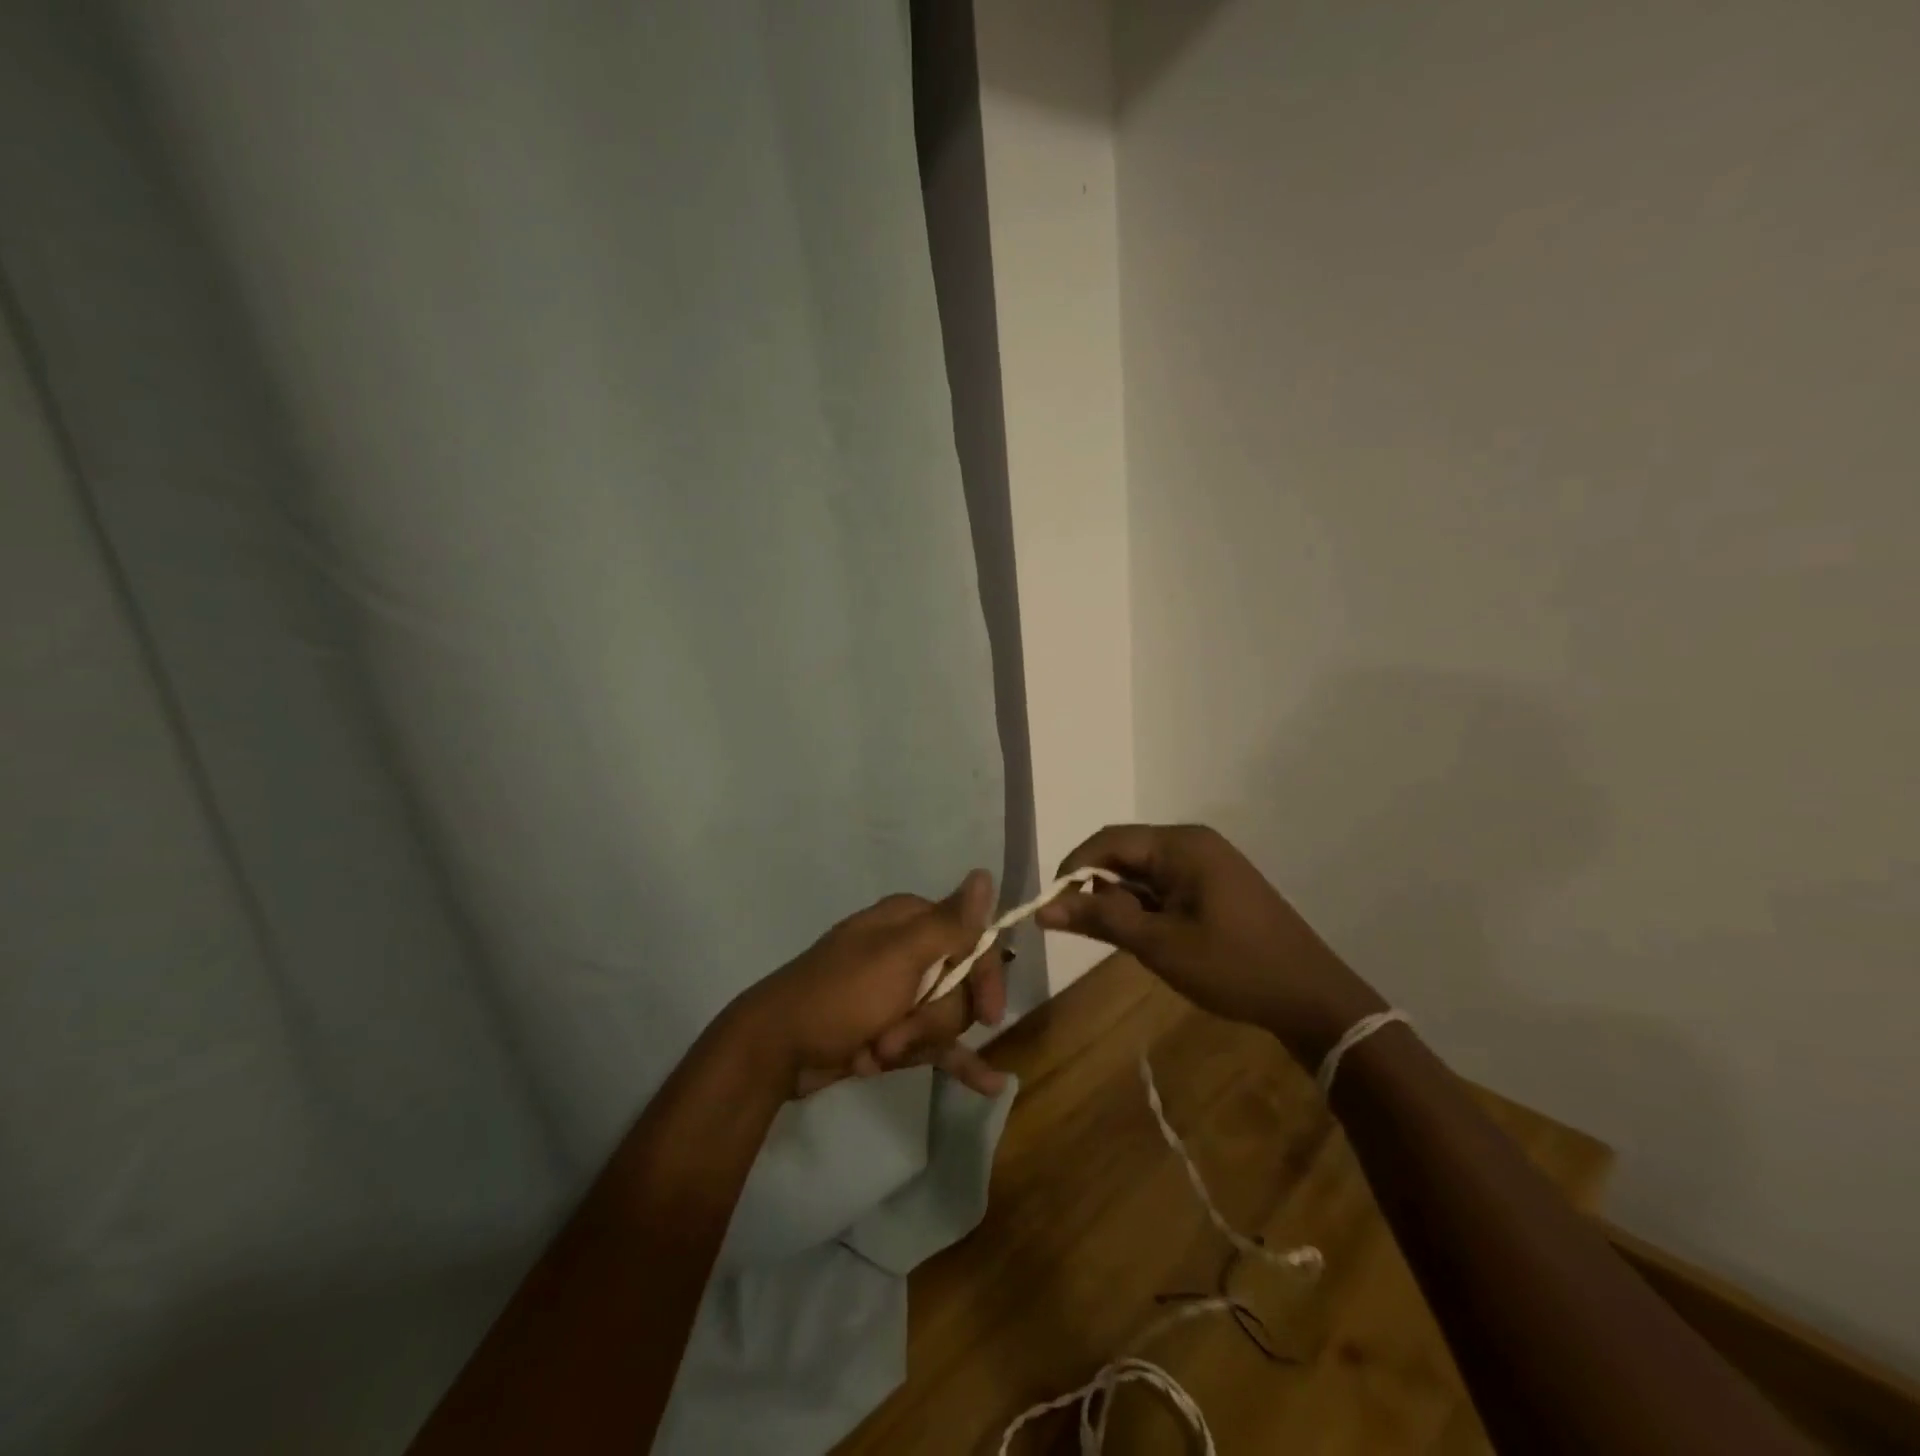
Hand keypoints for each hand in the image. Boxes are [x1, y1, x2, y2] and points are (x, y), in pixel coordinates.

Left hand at [729, 870, 1010, 1098]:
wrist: (776, 1049)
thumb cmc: (839, 996)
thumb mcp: (898, 956)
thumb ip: (948, 923)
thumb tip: (984, 872)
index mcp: (911, 921)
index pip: (974, 941)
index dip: (985, 978)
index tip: (990, 1015)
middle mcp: (910, 950)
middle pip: (961, 987)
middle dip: (932, 1019)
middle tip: (894, 1034)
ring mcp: (900, 992)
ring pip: (946, 1019)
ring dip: (917, 1043)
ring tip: (877, 1053)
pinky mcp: (893, 1028)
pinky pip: (939, 1045)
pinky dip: (959, 1062)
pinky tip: (990, 1085)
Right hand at [1036, 824, 1384, 1066]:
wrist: (1312, 998)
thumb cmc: (1233, 967)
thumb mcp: (1159, 944)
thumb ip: (1100, 919)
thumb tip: (1044, 908)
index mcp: (1181, 844)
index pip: (1107, 841)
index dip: (1073, 870)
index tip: (1052, 907)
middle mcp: (1192, 843)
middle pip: (1125, 854)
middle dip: (1099, 890)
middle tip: (1088, 932)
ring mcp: (1208, 863)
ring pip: (1143, 872)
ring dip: (1123, 902)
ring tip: (1126, 942)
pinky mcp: (1216, 886)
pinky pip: (1165, 886)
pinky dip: (1147, 908)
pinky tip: (1150, 939)